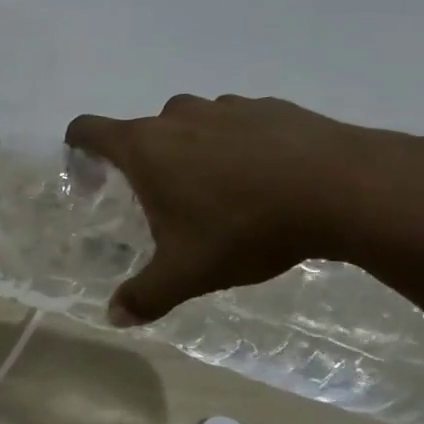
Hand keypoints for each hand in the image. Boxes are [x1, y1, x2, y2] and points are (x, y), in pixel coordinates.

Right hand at [66, 95, 423, 325]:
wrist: (345, 189)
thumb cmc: (245, 227)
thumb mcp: (188, 273)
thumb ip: (145, 295)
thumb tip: (114, 317)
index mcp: (145, 147)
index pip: (87, 129)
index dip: (78, 147)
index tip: (88, 171)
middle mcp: (178, 117)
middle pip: (143, 131)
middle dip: (148, 162)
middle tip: (167, 202)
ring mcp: (227, 106)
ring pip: (193, 125)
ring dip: (195, 151)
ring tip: (223, 192)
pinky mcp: (273, 107)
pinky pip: (239, 123)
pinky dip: (240, 145)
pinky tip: (268, 180)